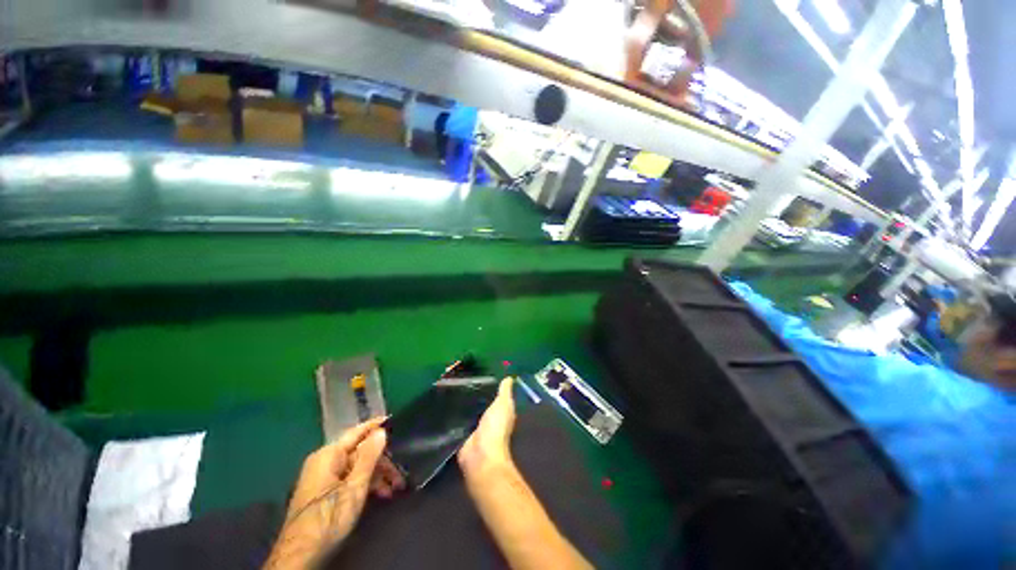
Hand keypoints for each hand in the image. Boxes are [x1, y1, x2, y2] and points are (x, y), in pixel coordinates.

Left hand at [264, 418, 404, 568]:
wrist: (300, 556)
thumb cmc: (328, 518)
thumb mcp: (354, 487)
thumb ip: (368, 457)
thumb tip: (381, 431)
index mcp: (329, 455)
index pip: (357, 432)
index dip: (377, 426)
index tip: (397, 421)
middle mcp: (325, 461)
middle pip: (360, 452)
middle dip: (382, 460)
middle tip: (402, 470)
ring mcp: (324, 477)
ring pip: (357, 467)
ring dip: (377, 475)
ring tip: (396, 486)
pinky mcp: (325, 493)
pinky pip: (350, 479)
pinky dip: (366, 484)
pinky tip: (382, 494)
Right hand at [458, 377, 515, 478]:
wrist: (480, 455)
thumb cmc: (496, 427)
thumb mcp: (503, 404)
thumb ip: (504, 392)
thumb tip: (510, 377)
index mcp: (501, 412)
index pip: (495, 396)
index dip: (489, 386)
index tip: (479, 372)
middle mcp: (489, 420)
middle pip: (481, 403)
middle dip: (473, 393)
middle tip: (461, 377)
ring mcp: (475, 428)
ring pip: (469, 411)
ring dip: (462, 403)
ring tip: (450, 386)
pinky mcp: (462, 435)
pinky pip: (458, 421)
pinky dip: (453, 414)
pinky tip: (445, 403)